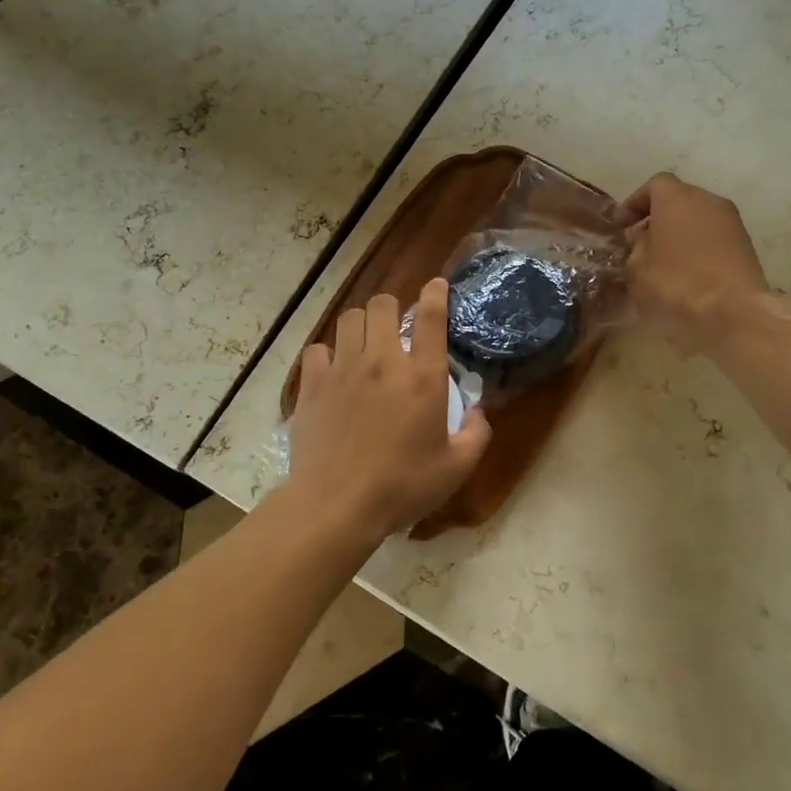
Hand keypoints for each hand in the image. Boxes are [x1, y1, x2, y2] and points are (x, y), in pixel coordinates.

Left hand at [288, 280, 491, 539]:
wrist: (337, 505)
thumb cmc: (402, 487)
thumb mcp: (455, 468)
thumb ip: (476, 434)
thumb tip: (478, 412)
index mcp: (422, 377)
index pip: (431, 317)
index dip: (435, 294)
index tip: (436, 285)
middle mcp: (383, 361)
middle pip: (382, 305)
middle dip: (392, 306)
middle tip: (396, 326)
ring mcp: (343, 370)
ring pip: (349, 319)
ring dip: (361, 324)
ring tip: (365, 342)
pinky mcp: (312, 385)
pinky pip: (318, 349)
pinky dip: (328, 353)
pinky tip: (333, 370)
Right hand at [623, 172, 769, 349]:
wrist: (733, 312)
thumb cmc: (676, 284)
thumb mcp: (637, 269)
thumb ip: (635, 249)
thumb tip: (641, 242)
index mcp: (677, 198)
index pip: (654, 185)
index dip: (635, 203)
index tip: (621, 226)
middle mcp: (707, 201)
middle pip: (678, 200)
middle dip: (658, 218)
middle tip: (641, 244)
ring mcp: (732, 222)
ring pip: (698, 219)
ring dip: (680, 234)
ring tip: (664, 262)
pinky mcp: (746, 246)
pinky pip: (714, 238)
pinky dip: (699, 248)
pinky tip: (688, 274)